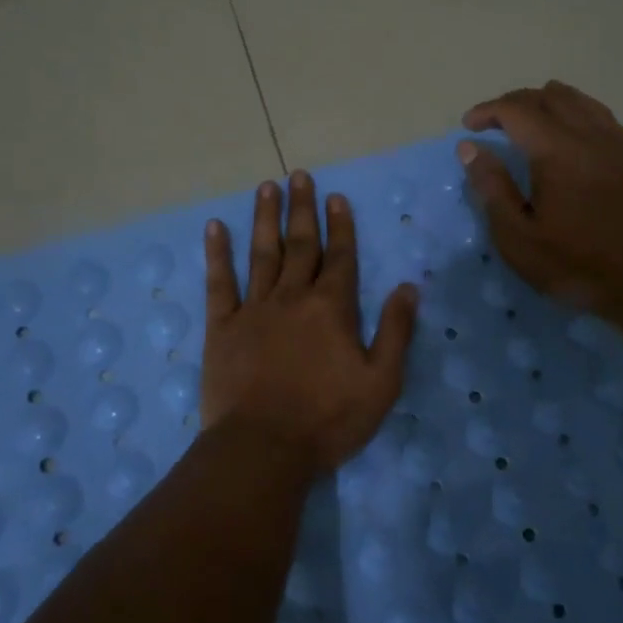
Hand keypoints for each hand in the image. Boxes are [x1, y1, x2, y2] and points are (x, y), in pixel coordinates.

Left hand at [202, 172, 418, 472]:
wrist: (263, 447)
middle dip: (302, 208)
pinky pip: (218, 283)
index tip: (336, 197)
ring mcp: (253, 309)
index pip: (340, 257)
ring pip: (261, 254)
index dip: (340, 226)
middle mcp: (292, 297)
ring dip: (264, 219)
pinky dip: (217, 254)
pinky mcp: (221, 327)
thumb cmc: (328, 419)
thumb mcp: (381, 382)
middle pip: (300, 245)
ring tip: (266, 187)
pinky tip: (214, 228)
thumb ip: (396, 331)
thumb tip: (409, 286)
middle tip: (299, 175)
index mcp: (332, 308)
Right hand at [457, 82, 622, 333]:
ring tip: (533, 122)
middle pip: (550, 97)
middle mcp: (592, 134)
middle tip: (495, 122)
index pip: (515, 110)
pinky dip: (583, 119)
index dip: (488, 111)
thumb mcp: (519, 239)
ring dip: (550, 104)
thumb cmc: (580, 266)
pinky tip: (580, 141)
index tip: (469, 125)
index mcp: (557, 151)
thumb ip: (492, 188)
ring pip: (583, 102)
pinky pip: (609, 121)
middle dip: (516, 102)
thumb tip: (469, 148)